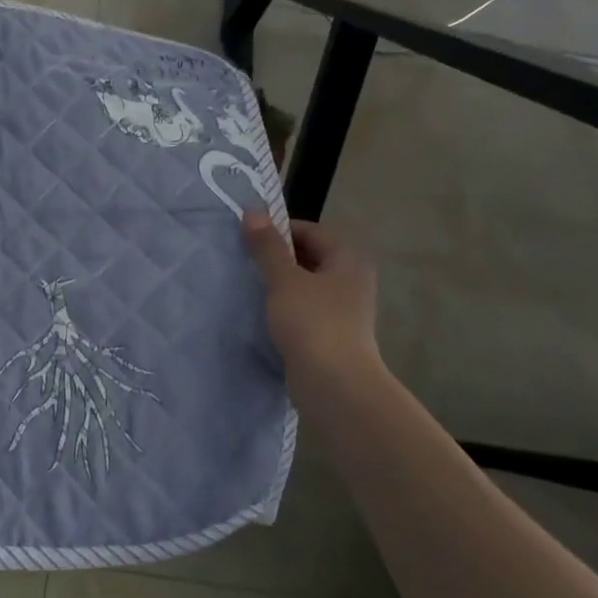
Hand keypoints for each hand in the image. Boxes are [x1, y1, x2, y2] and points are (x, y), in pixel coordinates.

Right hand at [242, 213, 384, 391]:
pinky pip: (306, 308)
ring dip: (280, 283)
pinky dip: (286, 306)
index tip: (248, 238)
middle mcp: (352, 279)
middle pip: (310, 256)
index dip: (279, 230)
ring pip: (306, 284)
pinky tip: (263, 313)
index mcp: (348, 259)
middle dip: (277, 256)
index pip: (311, 230)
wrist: (335, 385)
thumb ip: (267, 246)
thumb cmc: (312, 322)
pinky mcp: (333, 334)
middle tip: (244, 260)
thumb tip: (253, 212)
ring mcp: (345, 309)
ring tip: (249, 285)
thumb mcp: (284, 279)